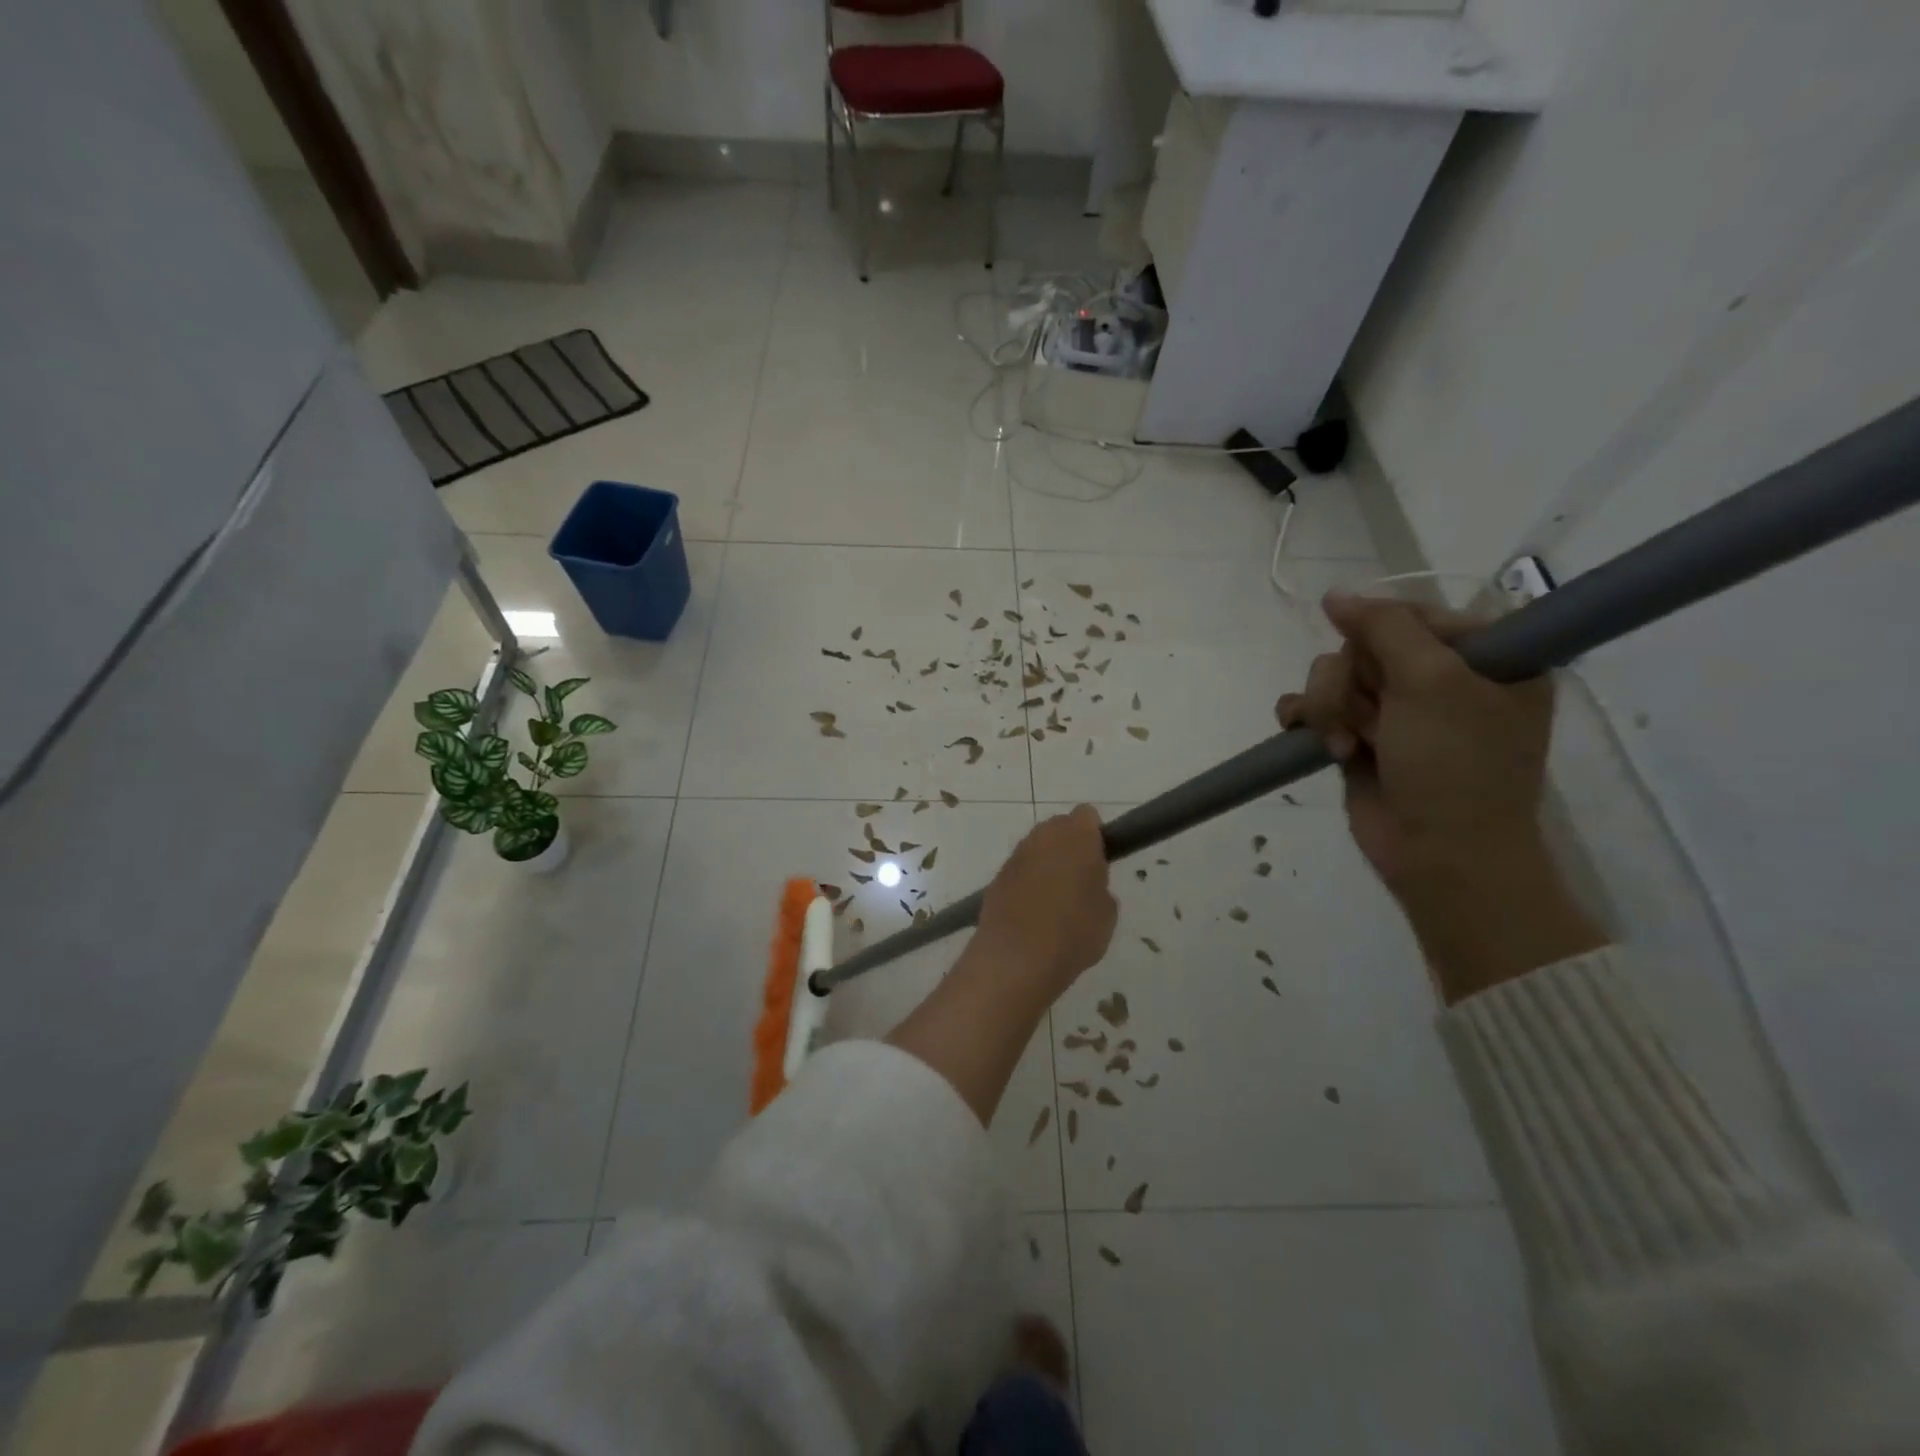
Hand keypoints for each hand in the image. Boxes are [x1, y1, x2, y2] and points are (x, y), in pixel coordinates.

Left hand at [976, 805, 1117, 1003]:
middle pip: (1059, 828)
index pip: (1087, 816)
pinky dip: (1027, 883)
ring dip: (1046, 864)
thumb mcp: (1107, 914)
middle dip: (1070, 846)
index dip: (1095, 834)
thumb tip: (1089, 885)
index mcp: (1076, 836)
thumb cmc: (1073, 933)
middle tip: (1081, 881)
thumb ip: (1100, 887)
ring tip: (1055, 901)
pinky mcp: (996, 877)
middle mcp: (1042, 837)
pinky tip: (1032, 913)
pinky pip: (1019, 871)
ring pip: (1037, 848)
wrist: (1015, 959)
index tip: (1100, 859)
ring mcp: (1015, 856)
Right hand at [1277, 593, 1601, 999]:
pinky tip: (1312, 740)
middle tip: (1368, 718)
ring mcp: (1396, 711)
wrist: (1440, 855)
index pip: (1413, 614)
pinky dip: (1307, 720)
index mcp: (1485, 656)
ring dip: (1328, 707)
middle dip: (1350, 680)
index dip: (1381, 631)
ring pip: (1333, 676)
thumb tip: (1334, 595)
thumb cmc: (1456, 765)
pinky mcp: (1359, 738)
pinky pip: (1314, 708)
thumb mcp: (1432, 681)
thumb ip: (1384, 627)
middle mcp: (1441, 679)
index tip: (1377, 661)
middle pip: (1364, 645)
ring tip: (1344, 744)